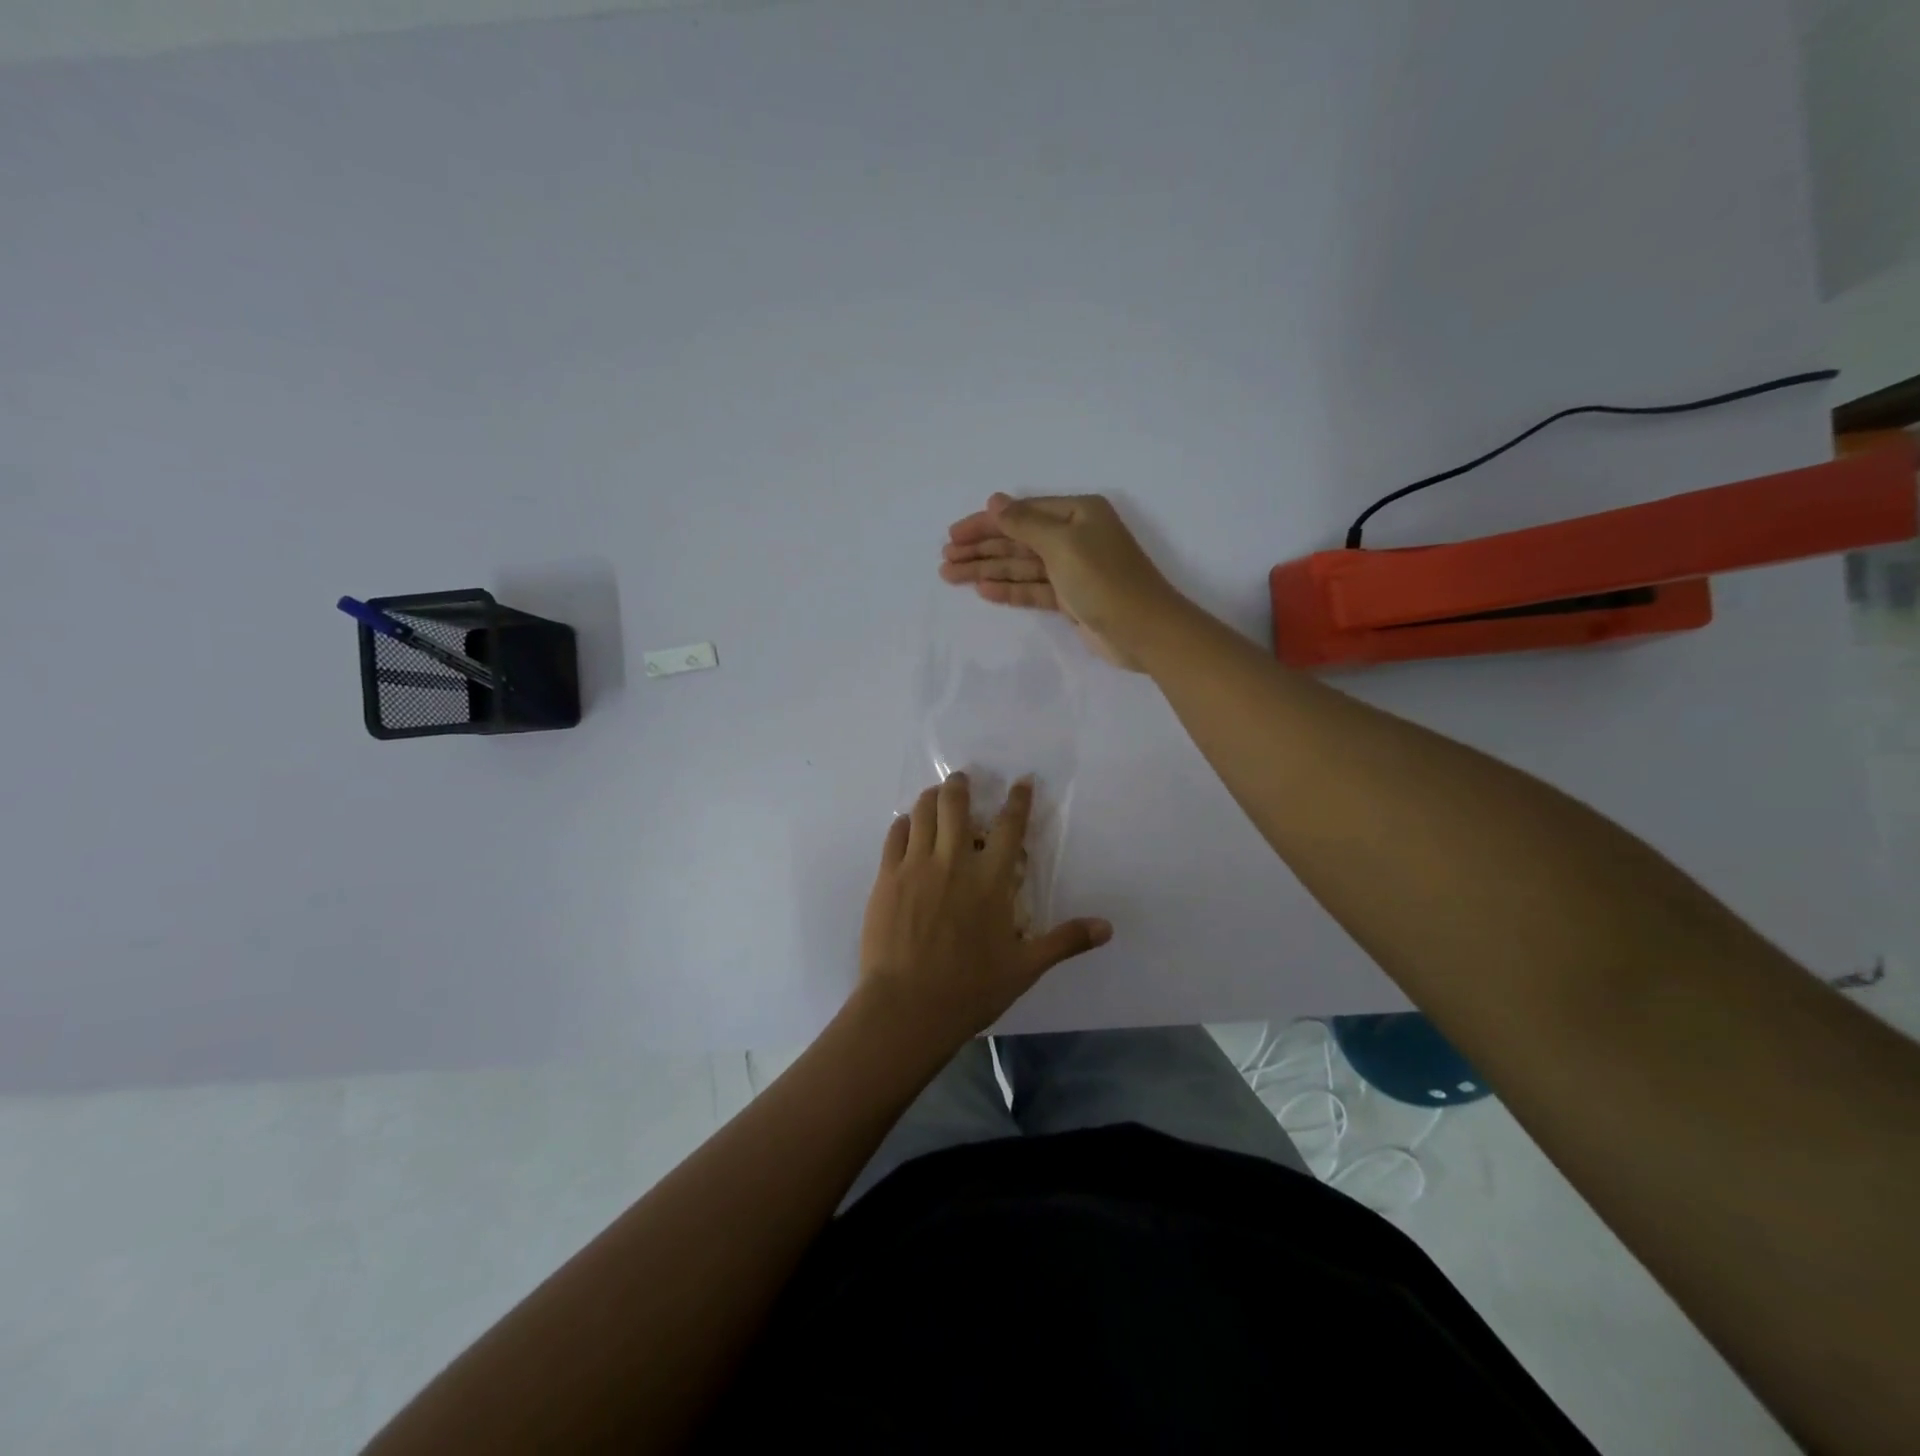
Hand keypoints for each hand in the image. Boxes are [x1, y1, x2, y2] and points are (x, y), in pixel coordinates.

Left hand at [858, 772, 1111, 1051]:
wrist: (907, 1006)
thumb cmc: (971, 988)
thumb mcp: (1025, 967)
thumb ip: (1064, 941)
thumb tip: (1107, 928)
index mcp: (992, 880)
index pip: (1009, 827)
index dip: (1018, 800)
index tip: (1021, 781)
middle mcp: (954, 861)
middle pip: (956, 806)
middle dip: (961, 786)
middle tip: (963, 779)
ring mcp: (916, 866)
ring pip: (923, 813)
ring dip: (931, 797)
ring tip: (935, 794)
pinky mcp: (886, 877)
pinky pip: (894, 836)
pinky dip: (903, 824)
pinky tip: (906, 825)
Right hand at [939, 493, 1184, 669]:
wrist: (1143, 630)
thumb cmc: (1104, 579)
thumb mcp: (1062, 544)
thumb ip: (1024, 523)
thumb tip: (995, 500)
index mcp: (1077, 513)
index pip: (1021, 513)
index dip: (985, 523)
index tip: (953, 535)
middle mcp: (1075, 536)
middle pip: (1018, 539)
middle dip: (981, 548)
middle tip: (945, 559)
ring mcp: (1073, 569)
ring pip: (1021, 566)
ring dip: (987, 569)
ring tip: (951, 575)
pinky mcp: (1071, 598)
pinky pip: (1033, 588)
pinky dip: (1008, 589)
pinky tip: (983, 589)